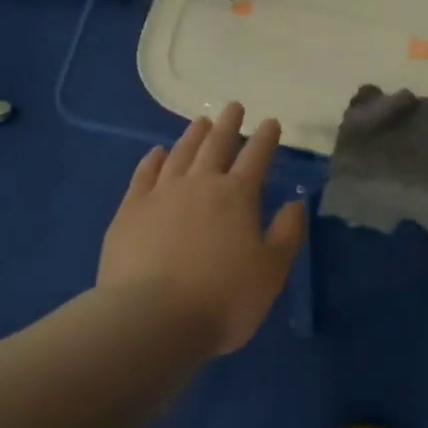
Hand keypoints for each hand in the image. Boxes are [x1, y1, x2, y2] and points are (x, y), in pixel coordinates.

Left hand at [96, 102, 306, 355]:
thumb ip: (287, 234)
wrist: (150, 320)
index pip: (257, 157)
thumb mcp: (271, 272)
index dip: (266, 138)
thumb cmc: (222, 299)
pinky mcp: (130, 211)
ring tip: (202, 121)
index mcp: (237, 196)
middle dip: (229, 125)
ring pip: (181, 153)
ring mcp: (161, 194)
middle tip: (234, 107)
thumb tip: (296, 203)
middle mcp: (200, 184)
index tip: (271, 122)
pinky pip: (144, 175)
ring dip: (193, 135)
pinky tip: (157, 153)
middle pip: (217, 145)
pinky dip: (153, 160)